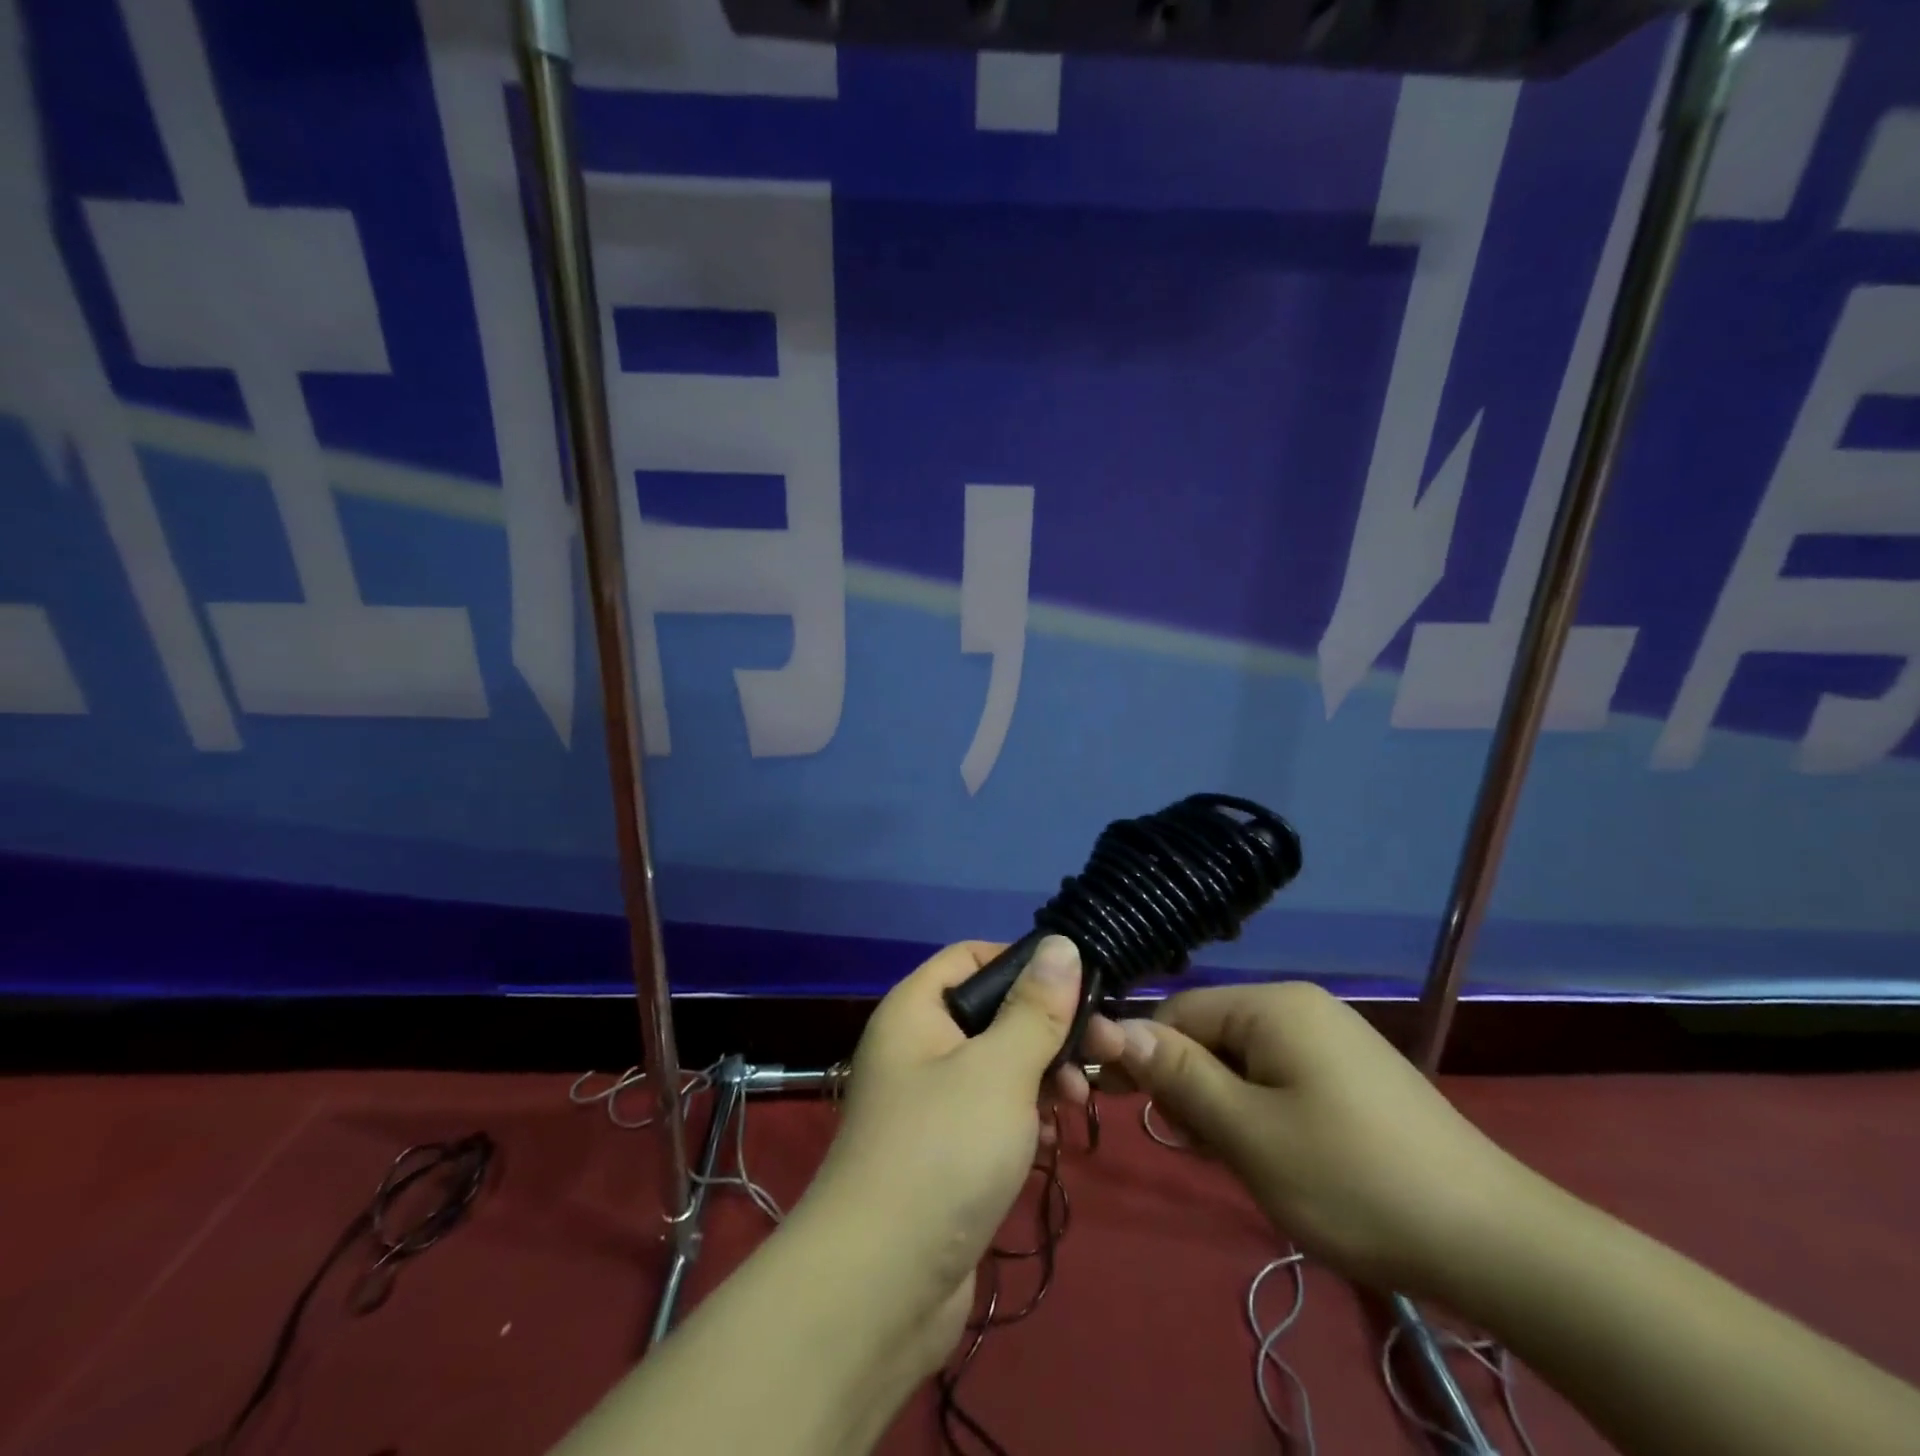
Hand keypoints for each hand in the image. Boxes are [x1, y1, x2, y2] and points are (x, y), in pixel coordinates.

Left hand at [791, 937, 1086, 1366]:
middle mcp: (916, 1048)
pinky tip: (1049, 1139)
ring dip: (1042, 1075)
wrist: (879, 1288)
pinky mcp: (942, 1154)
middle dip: (1047, 1028)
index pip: (969, 956)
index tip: (1077, 986)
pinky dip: (1022, 1117)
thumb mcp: (999, 1069)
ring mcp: (927, 1104)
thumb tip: (1061, 942)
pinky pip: (990, 1114)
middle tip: (1104, 1051)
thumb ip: (1035, 1008)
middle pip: (990, 1013)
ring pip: (996, 1066)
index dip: (1023, 962)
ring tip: (1080, 1101)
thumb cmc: (943, 1151)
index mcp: (915, 1011)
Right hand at [1084, 982, 1540, 1297]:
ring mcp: (1332, 1037)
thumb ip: (1178, 1076)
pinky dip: (1262, 1110)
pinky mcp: (1353, 1072)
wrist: (1495, 1242)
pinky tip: (1276, 1155)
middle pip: (1211, 1033)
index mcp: (1273, 1005)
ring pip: (1244, 1059)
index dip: (1145, 1058)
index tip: (1132, 1112)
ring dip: (1226, 1104)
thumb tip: (1110, 1027)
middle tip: (1201, 1150)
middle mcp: (1300, 1005)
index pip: (1177, 1013)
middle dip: (1192, 1087)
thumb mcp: (1248, 1134)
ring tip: (1240, 1161)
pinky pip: (1281, 1075)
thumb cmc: (1353, 1181)